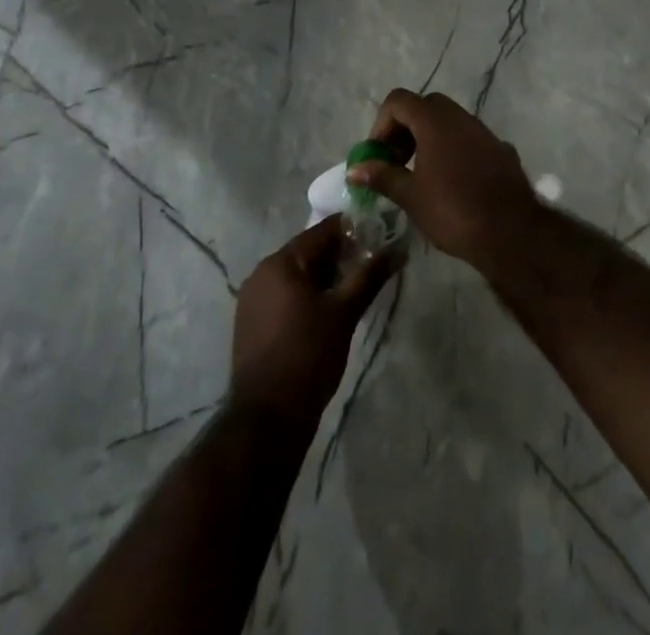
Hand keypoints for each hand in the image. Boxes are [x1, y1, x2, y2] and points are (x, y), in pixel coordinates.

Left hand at [230, 216, 397, 425]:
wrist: (268, 418)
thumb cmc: (308, 356)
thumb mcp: (344, 313)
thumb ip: (370, 276)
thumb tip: (398, 249)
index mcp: (281, 262)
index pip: (322, 231)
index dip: (352, 232)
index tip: (378, 238)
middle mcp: (261, 272)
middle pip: (307, 252)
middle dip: (339, 257)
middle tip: (369, 269)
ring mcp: (252, 299)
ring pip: (296, 275)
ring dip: (324, 278)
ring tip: (352, 292)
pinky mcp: (251, 322)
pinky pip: (284, 295)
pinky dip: (306, 295)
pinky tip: (326, 313)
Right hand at [349, 89, 540, 264]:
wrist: (511, 232)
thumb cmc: (453, 210)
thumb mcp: (410, 196)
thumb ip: (381, 177)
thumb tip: (354, 170)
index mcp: (435, 121)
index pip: (399, 101)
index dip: (381, 124)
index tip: (378, 155)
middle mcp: (460, 117)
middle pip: (424, 107)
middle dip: (404, 129)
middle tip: (396, 161)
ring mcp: (484, 132)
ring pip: (449, 122)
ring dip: (429, 139)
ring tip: (420, 174)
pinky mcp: (500, 150)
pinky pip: (469, 140)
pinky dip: (453, 151)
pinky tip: (452, 183)